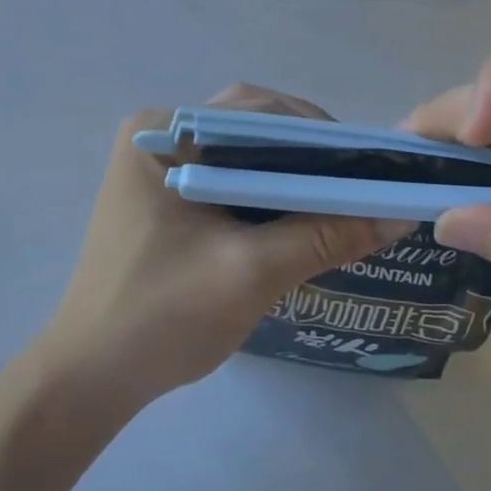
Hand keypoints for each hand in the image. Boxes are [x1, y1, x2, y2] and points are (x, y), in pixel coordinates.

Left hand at [37, 86, 384, 414]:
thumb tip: (400, 213)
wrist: (91, 377)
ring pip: (243, 153)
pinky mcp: (165, 196)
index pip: (255, 112)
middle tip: (359, 183)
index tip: (370, 164)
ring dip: (290, 173)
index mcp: (161, 131)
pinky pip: (228, 178)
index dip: (320, 135)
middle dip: (308, 152)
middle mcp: (157, 133)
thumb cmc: (162, 316)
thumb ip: (325, 236)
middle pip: (250, 127)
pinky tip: (301, 216)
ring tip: (341, 199)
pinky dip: (267, 192)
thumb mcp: (252, 272)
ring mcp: (159, 164)